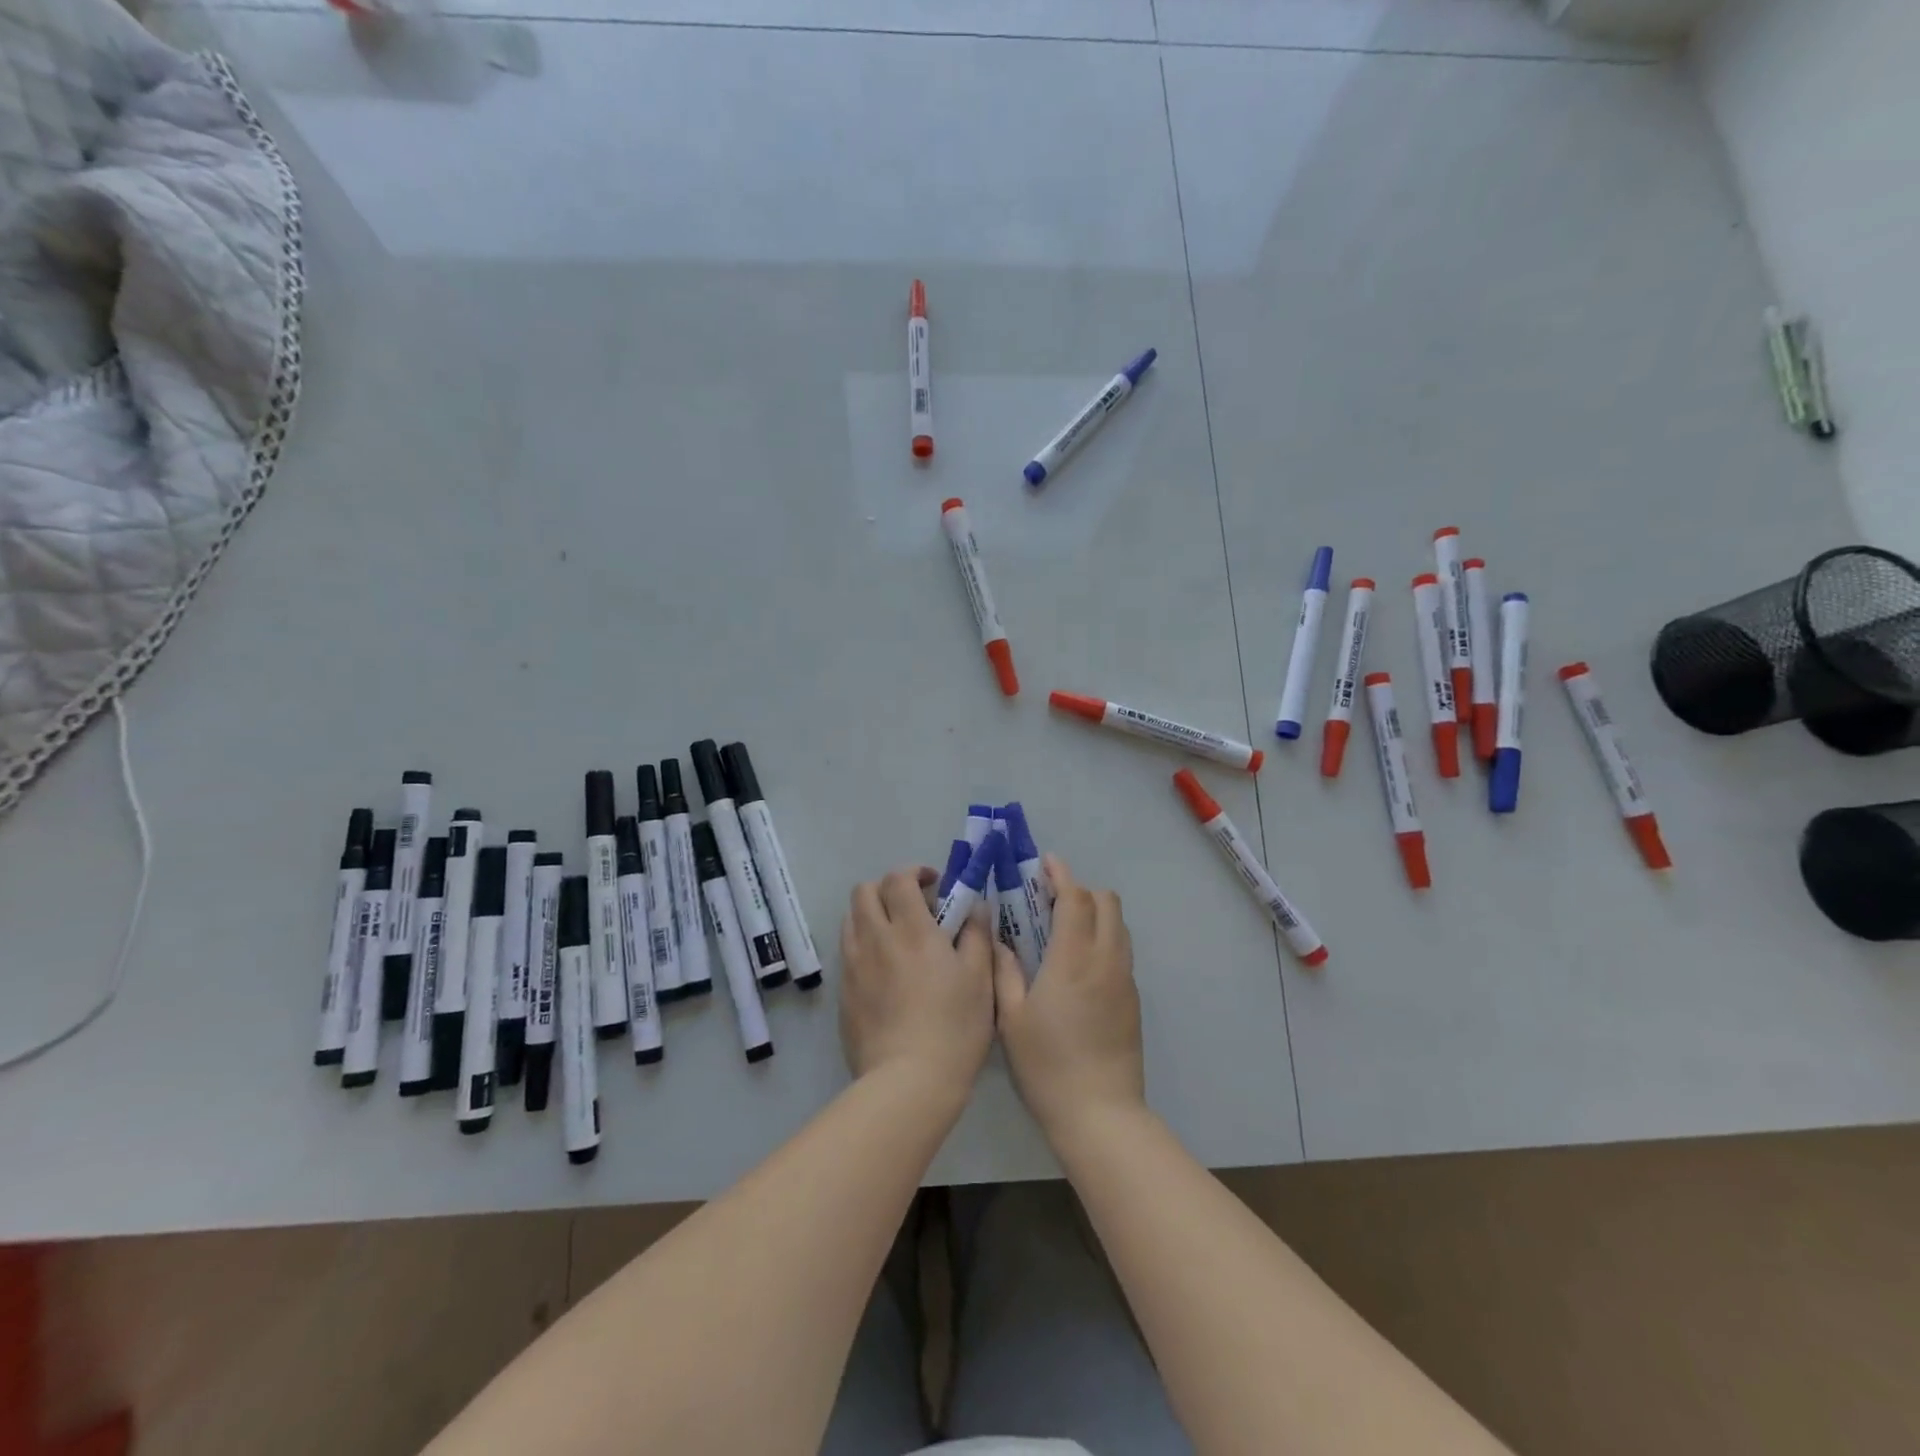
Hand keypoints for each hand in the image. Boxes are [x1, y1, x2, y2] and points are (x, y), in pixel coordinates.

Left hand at [839, 867, 996, 1104]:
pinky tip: (886, 973)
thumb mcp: (980, 978)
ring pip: (851, 920)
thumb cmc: (954, 1027)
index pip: (898, 879)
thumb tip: (974, 907)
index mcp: (911, 929)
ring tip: (896, 938)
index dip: (914, 872)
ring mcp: (853, 967)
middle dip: (886, 888)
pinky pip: (848, 954)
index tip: (933, 884)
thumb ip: (977, 934)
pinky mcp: (843, 994)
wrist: (908, 1083)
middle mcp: (874, 939)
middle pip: (864, 892)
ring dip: (872, 915)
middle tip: (912, 907)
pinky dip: (864, 947)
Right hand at [993, 855, 1144, 1139]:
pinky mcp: (1133, 1000)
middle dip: (1081, 891)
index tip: (1046, 863)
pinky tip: (1078, 964)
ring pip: (1119, 926)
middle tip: (1049, 900)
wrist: (1100, 1114)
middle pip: (1107, 903)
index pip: (1076, 899)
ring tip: (1063, 928)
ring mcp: (1125, 980)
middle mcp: (1106, 960)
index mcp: (1074, 959)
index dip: (1062, 875)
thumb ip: (1004, 971)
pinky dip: (1103, 938)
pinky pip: (1121, 951)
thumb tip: (1000, 941)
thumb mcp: (1012, 1018)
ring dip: (1095, 913)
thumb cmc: (1047, 1065)